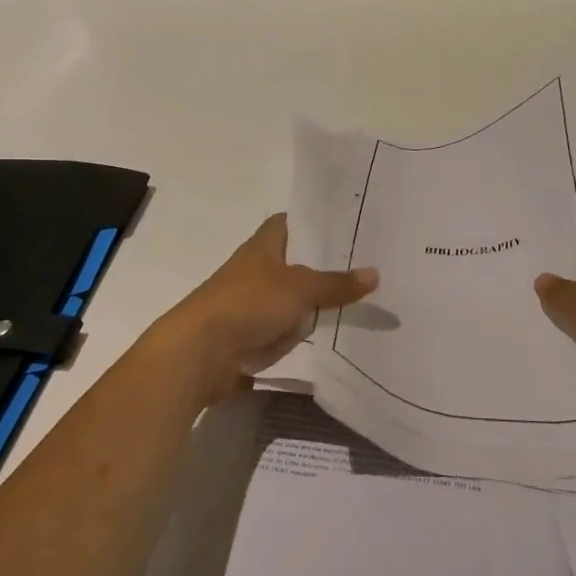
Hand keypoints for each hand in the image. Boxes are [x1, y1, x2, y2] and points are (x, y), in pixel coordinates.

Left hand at [149, 214, 378, 406]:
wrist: (199, 355)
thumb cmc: (246, 305)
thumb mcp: (299, 289)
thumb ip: (336, 283)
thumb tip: (375, 273)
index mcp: (262, 248)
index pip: (289, 223)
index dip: (313, 221)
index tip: (346, 224)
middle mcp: (256, 272)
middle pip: (296, 263)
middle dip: (325, 267)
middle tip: (368, 265)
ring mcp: (251, 306)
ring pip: (293, 300)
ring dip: (316, 305)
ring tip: (362, 303)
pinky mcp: (250, 338)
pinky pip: (286, 332)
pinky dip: (304, 336)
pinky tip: (334, 338)